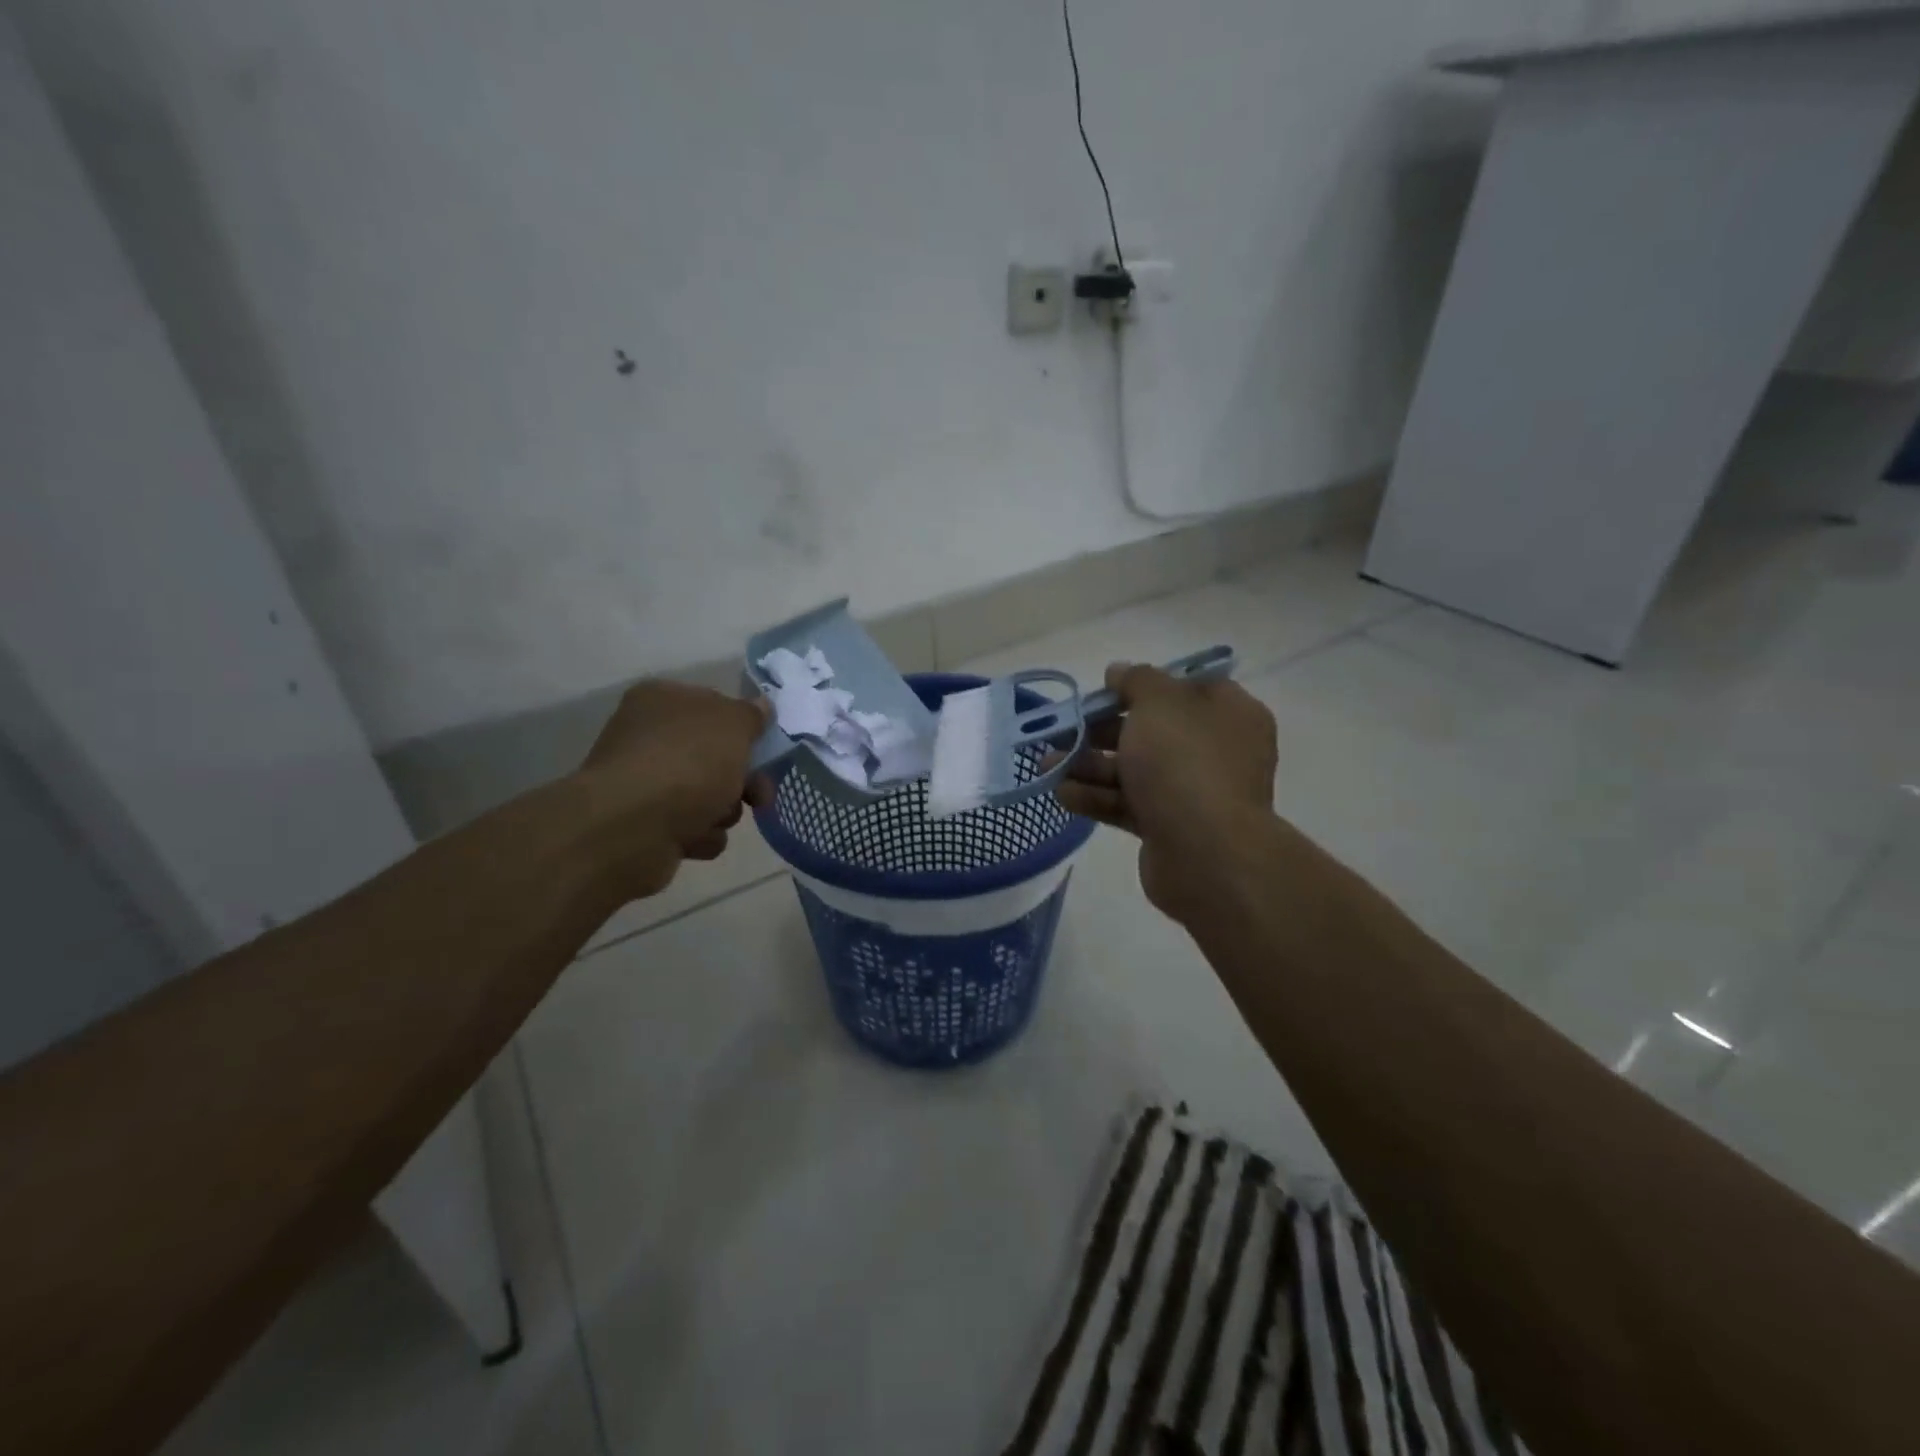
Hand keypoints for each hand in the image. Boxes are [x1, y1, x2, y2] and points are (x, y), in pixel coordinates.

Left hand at [577, 680, 773, 898]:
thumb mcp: (734, 726)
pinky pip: (688, 827)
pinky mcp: (641, 824)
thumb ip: (752, 715)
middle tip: (758, 796)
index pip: (713, 705)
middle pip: (713, 755)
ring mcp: (641, 782)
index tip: (764, 750)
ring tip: (717, 819)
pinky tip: (695, 839)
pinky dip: (700, 835)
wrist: (632, 828)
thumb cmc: (687, 763)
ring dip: (723, 810)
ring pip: (705, 794)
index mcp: (662, 700)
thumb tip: (760, 706)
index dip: (743, 729)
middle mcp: (646, 736)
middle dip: (741, 779)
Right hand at [1053, 662, 1276, 924]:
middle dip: (1100, 730)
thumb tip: (1120, 672)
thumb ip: (1136, 680)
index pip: (1185, 688)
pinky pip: (1128, 804)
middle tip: (1062, 730)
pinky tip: (1062, 794)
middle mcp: (1214, 750)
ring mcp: (1192, 792)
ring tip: (1047, 764)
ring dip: (1089, 765)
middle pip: (1150, 731)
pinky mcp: (1169, 827)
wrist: (1206, 854)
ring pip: (1133, 770)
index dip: (1143, 685)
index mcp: (1228, 713)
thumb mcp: (1159, 703)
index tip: (1106, 689)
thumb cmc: (1185, 763)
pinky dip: (1096, 797)